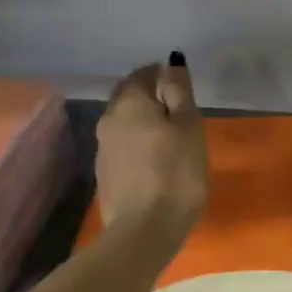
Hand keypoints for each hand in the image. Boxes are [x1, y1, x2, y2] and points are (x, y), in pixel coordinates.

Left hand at [97, 53, 206, 230]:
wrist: (144, 230)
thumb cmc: (176, 172)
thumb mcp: (189, 126)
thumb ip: (179, 91)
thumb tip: (171, 61)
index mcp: (129, 103)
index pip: (142, 74)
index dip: (161, 75)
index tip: (181, 86)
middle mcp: (108, 120)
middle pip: (128, 96)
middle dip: (149, 95)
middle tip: (176, 106)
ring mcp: (102, 149)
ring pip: (123, 122)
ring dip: (143, 120)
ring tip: (169, 132)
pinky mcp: (104, 174)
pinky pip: (122, 145)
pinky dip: (138, 142)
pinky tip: (155, 157)